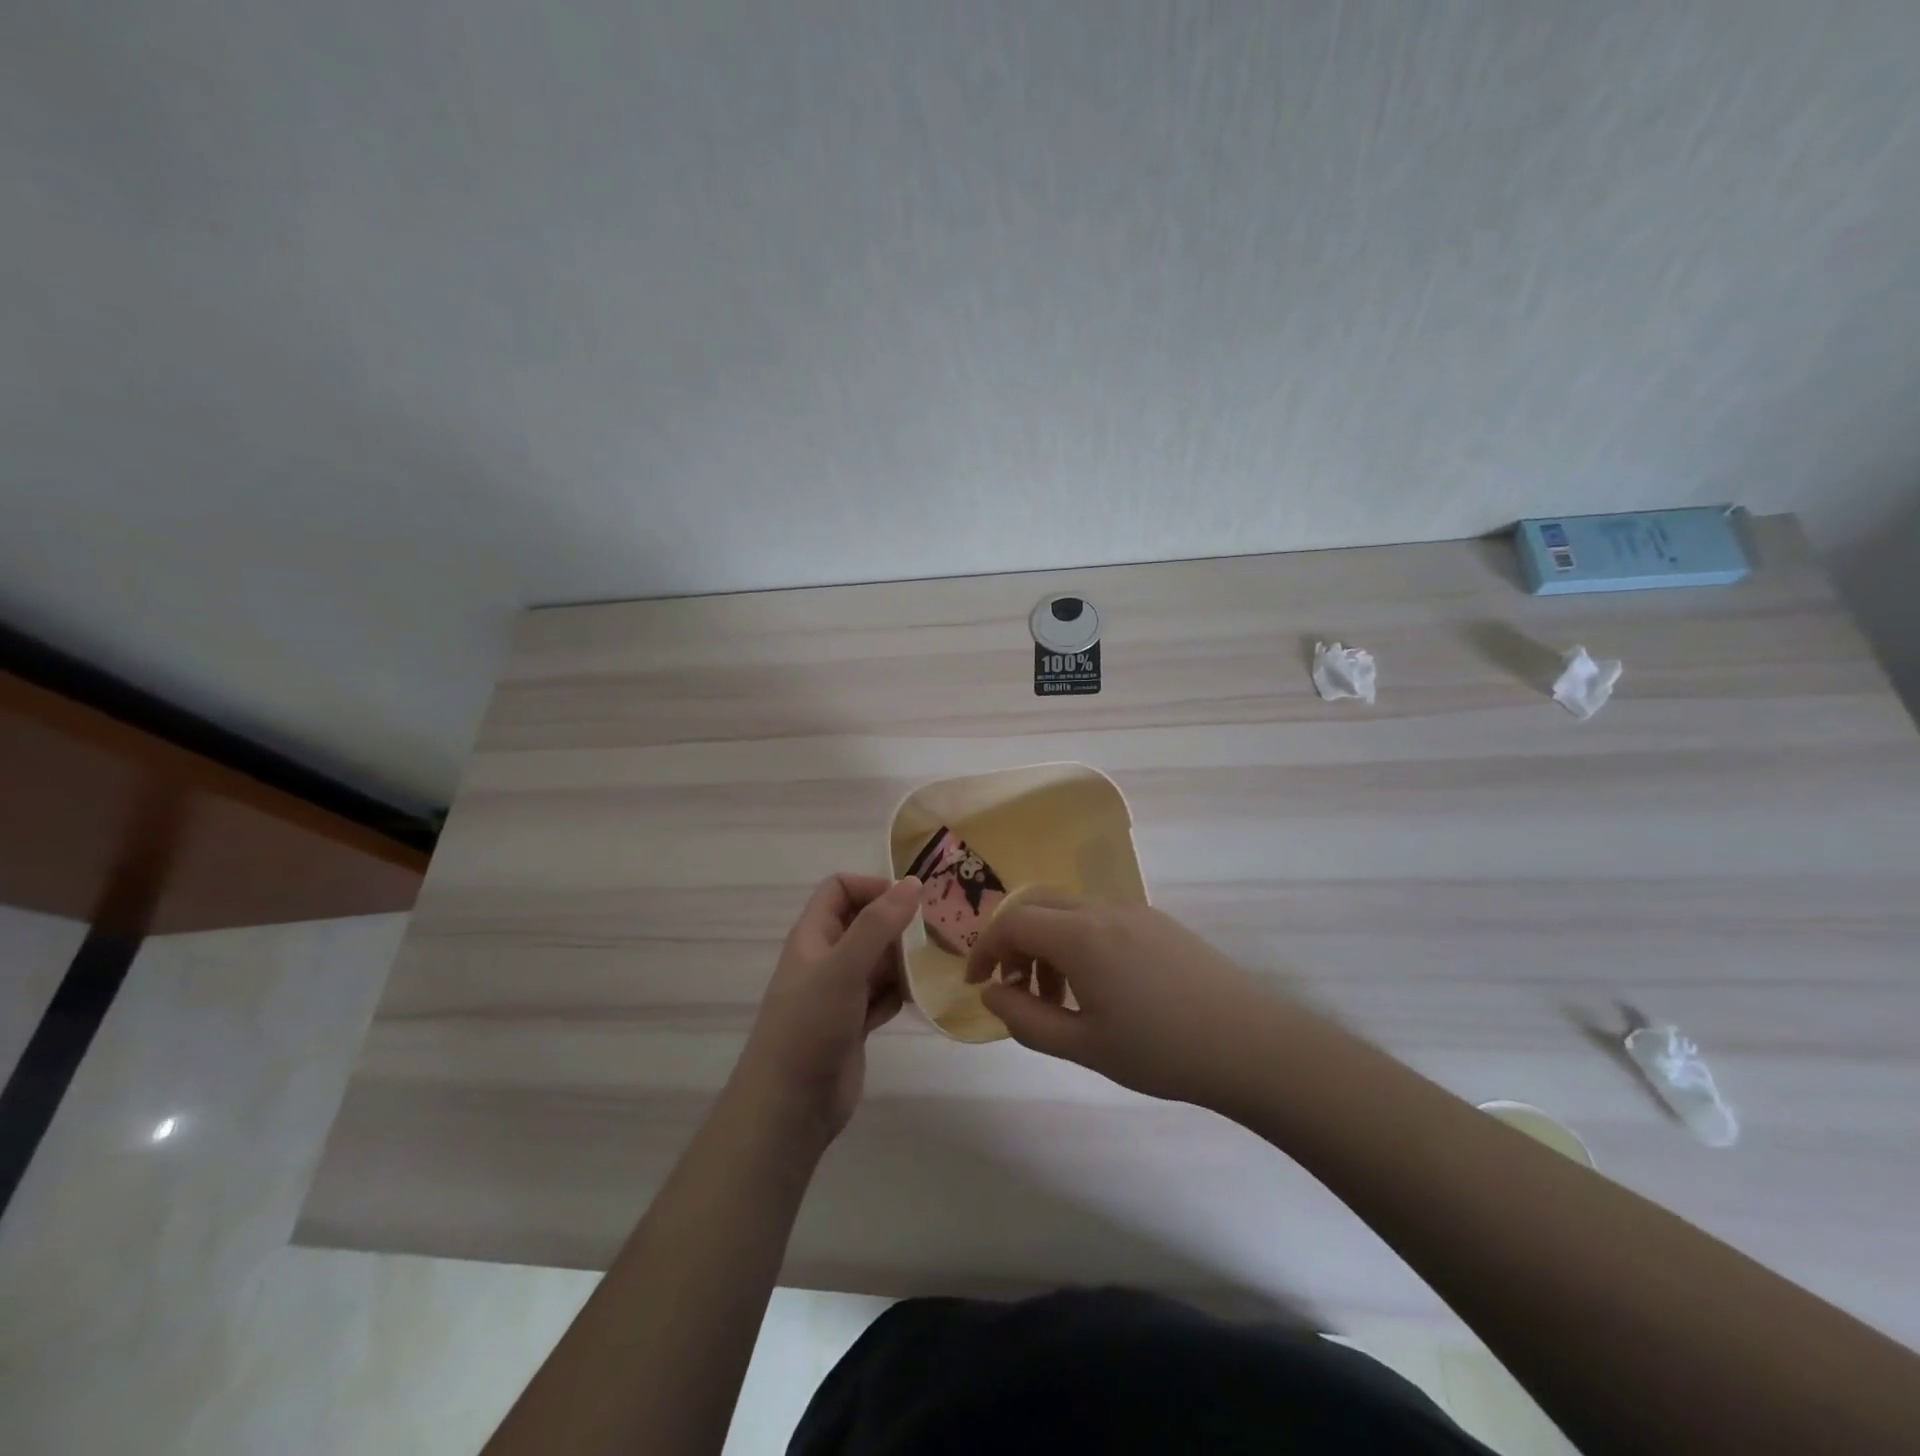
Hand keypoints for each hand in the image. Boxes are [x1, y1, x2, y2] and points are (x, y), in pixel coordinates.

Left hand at [736, 874, 921, 1145]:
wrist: (789, 1105)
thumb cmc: (810, 1025)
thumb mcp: (843, 966)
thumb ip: (878, 924)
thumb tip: (913, 883)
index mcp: (813, 935)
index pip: (840, 889)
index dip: (872, 887)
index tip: (909, 902)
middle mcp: (826, 958)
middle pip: (864, 923)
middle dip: (897, 924)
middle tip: (936, 932)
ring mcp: (840, 993)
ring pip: (878, 961)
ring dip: (904, 960)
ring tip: (936, 963)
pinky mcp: (854, 1023)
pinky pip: (883, 995)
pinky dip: (900, 993)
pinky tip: (920, 998)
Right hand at [964, 894, 1299, 1111]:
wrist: (1250, 1044)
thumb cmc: (1160, 1051)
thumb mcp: (1083, 1045)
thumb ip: (1025, 1018)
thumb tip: (991, 994)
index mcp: (1080, 935)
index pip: (1012, 922)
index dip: (985, 949)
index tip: (978, 984)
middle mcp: (1103, 909)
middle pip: (1038, 904)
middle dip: (1014, 941)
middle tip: (1014, 987)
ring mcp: (1134, 910)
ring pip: (1069, 910)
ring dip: (1047, 943)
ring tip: (1057, 998)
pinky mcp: (1157, 921)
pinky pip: (1099, 917)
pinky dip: (1077, 941)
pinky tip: (1096, 987)